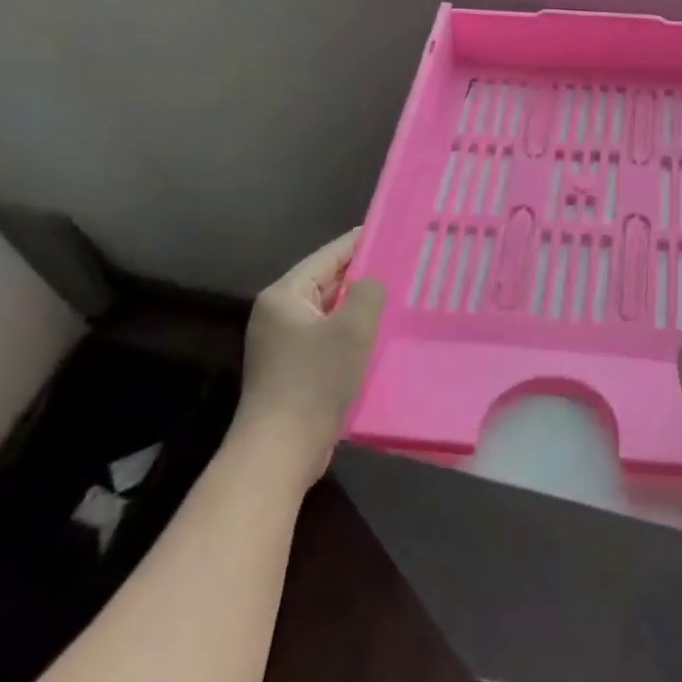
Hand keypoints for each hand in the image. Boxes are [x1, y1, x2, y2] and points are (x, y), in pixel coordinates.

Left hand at [241, 229, 385, 481]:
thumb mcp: (352, 329)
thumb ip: (368, 293)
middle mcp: (278, 313)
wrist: (280, 450)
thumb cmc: (315, 381)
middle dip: (363, 275)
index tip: (393, 230)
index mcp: (284, 295)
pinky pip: (327, 337)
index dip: (361, 243)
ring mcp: (283, 343)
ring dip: (359, 307)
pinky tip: (378, 334)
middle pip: (327, 282)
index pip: (328, 256)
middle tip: (403, 264)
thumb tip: (372, 282)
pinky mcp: (293, 368)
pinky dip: (351, 332)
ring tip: (398, 296)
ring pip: (329, 312)